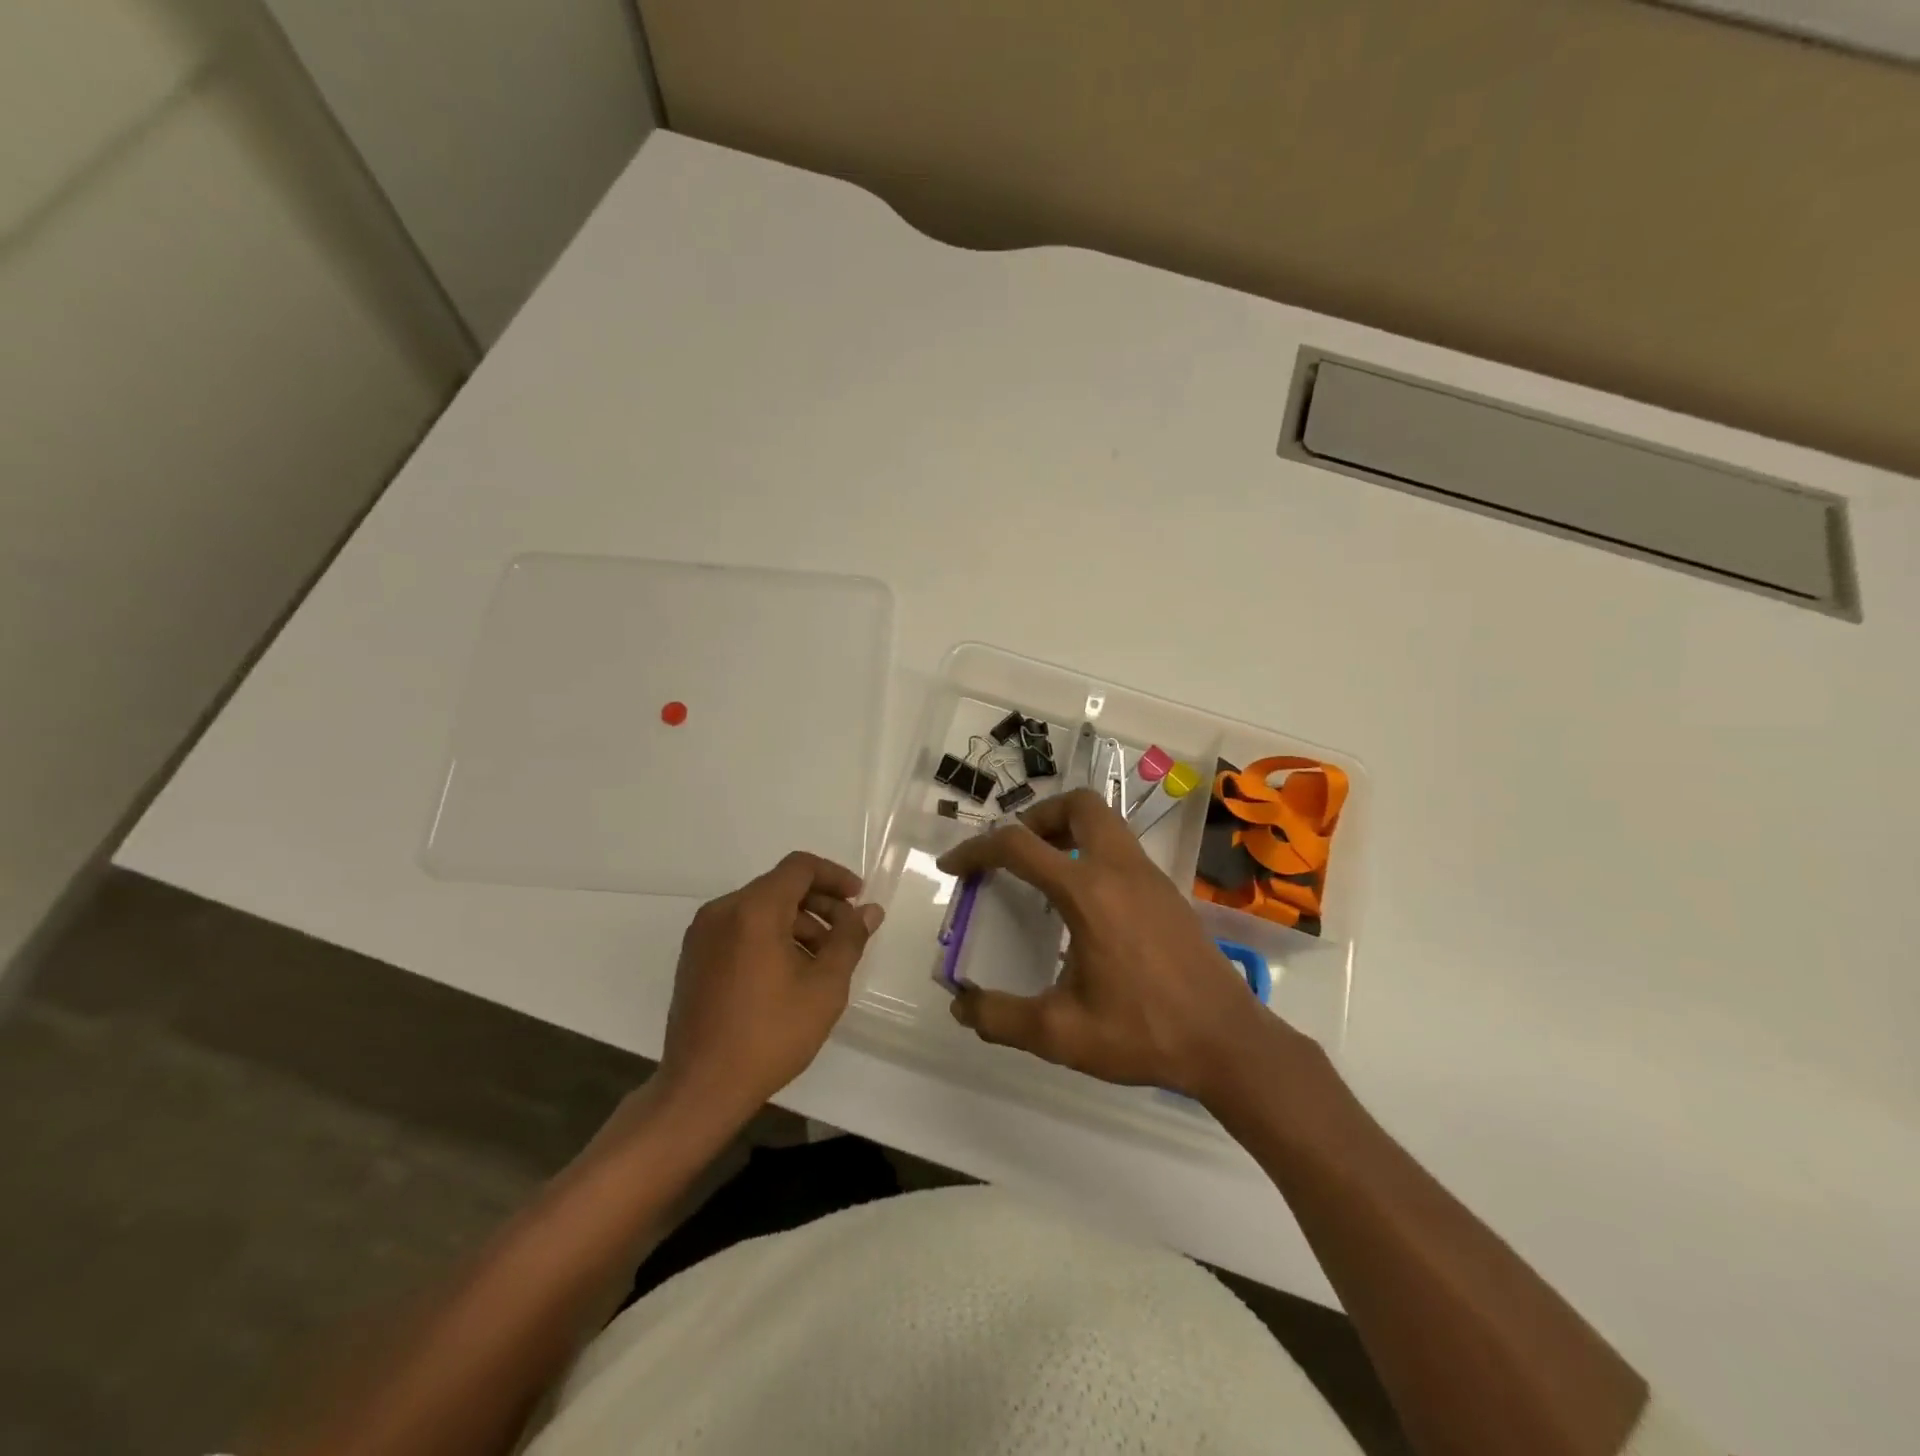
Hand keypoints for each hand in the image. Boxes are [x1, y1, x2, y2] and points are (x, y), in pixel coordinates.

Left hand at [657, 851, 882, 1123]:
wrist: (701, 1088)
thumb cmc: (770, 1034)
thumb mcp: (824, 987)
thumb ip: (849, 940)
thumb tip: (869, 910)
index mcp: (753, 910)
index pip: (800, 867)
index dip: (835, 876)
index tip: (858, 899)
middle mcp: (722, 911)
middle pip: (779, 886)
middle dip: (819, 903)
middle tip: (847, 934)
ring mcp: (702, 934)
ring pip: (760, 909)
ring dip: (796, 923)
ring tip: (821, 961)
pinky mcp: (694, 957)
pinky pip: (739, 929)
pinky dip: (769, 936)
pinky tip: (788, 973)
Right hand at [936, 788, 1293, 1100]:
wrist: (1228, 1042)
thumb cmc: (1144, 1033)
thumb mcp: (1061, 1034)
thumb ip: (1001, 1018)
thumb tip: (961, 1005)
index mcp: (1088, 892)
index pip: (1018, 846)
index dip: (976, 850)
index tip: (953, 866)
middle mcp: (1119, 869)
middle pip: (1077, 804)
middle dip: (1037, 817)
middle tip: (1016, 854)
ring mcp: (1149, 876)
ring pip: (1105, 821)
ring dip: (1067, 830)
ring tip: (1045, 873)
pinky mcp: (1167, 891)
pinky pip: (1121, 848)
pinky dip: (1092, 852)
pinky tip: (1085, 905)